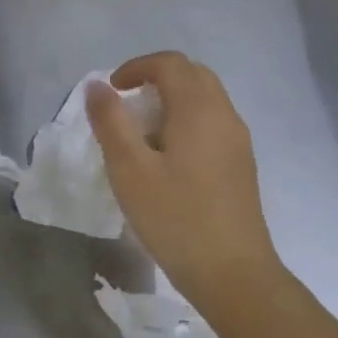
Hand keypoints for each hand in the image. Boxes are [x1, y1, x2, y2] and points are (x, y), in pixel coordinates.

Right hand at [86, 52, 282, 308]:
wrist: (233, 273)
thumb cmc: (175, 218)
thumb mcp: (129, 169)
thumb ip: (110, 121)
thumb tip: (97, 86)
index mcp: (199, 111)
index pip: (170, 63)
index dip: (136, 67)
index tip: (110, 92)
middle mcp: (225, 116)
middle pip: (192, 75)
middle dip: (155, 79)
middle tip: (124, 105)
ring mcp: (238, 141)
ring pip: (204, 99)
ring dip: (170, 101)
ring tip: (140, 133)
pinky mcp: (240, 164)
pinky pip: (211, 123)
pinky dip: (184, 122)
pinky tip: (164, 158)